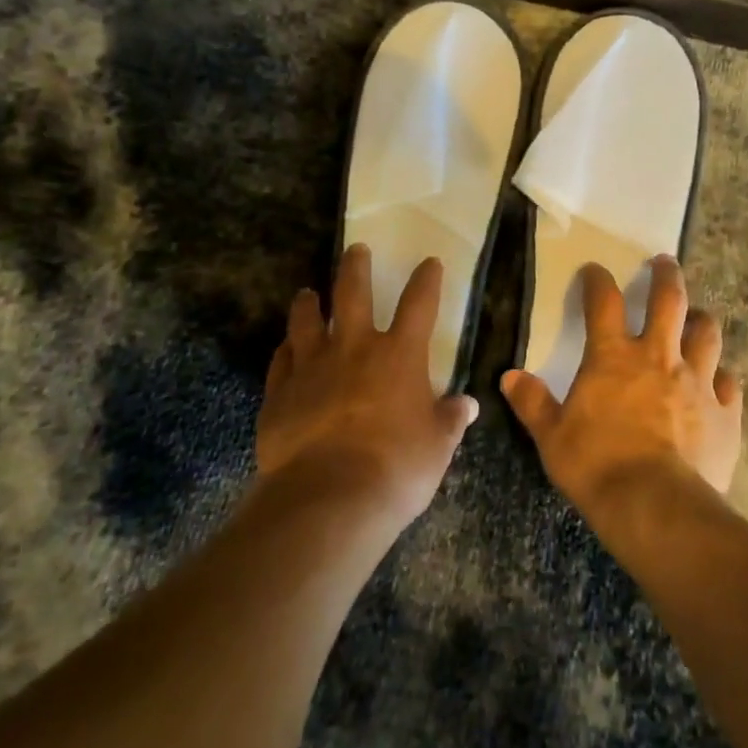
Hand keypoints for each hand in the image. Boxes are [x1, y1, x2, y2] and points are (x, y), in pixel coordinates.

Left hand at [258, 245, 476, 530]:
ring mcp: (312, 368)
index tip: (429, 262)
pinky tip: (285, 347)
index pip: (419, 304)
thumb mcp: (437, 446)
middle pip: (353, 294)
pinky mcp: (280, 394)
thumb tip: (466, 404)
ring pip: (306, 321)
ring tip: (307, 293)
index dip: (427, 280)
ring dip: (308, 304)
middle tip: (355, 249)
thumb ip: (450, 419)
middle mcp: (354, 349)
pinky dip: (285, 350)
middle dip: (356, 267)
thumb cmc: (396, 467)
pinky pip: (281, 361)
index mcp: (399, 356)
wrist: (329, 497)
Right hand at [501, 256, 741, 518]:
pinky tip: (721, 381)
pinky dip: (723, 377)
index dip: (597, 281)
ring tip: (699, 316)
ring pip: (707, 334)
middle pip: (669, 301)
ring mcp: (697, 382)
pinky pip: (730, 384)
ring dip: (702, 320)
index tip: (595, 270)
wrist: (655, 506)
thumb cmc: (596, 466)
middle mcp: (658, 357)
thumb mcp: (552, 436)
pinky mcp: (725, 413)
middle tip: (665, 262)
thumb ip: (533, 403)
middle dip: (666, 276)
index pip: (603, 303)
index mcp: (613, 357)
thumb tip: (509, 376)